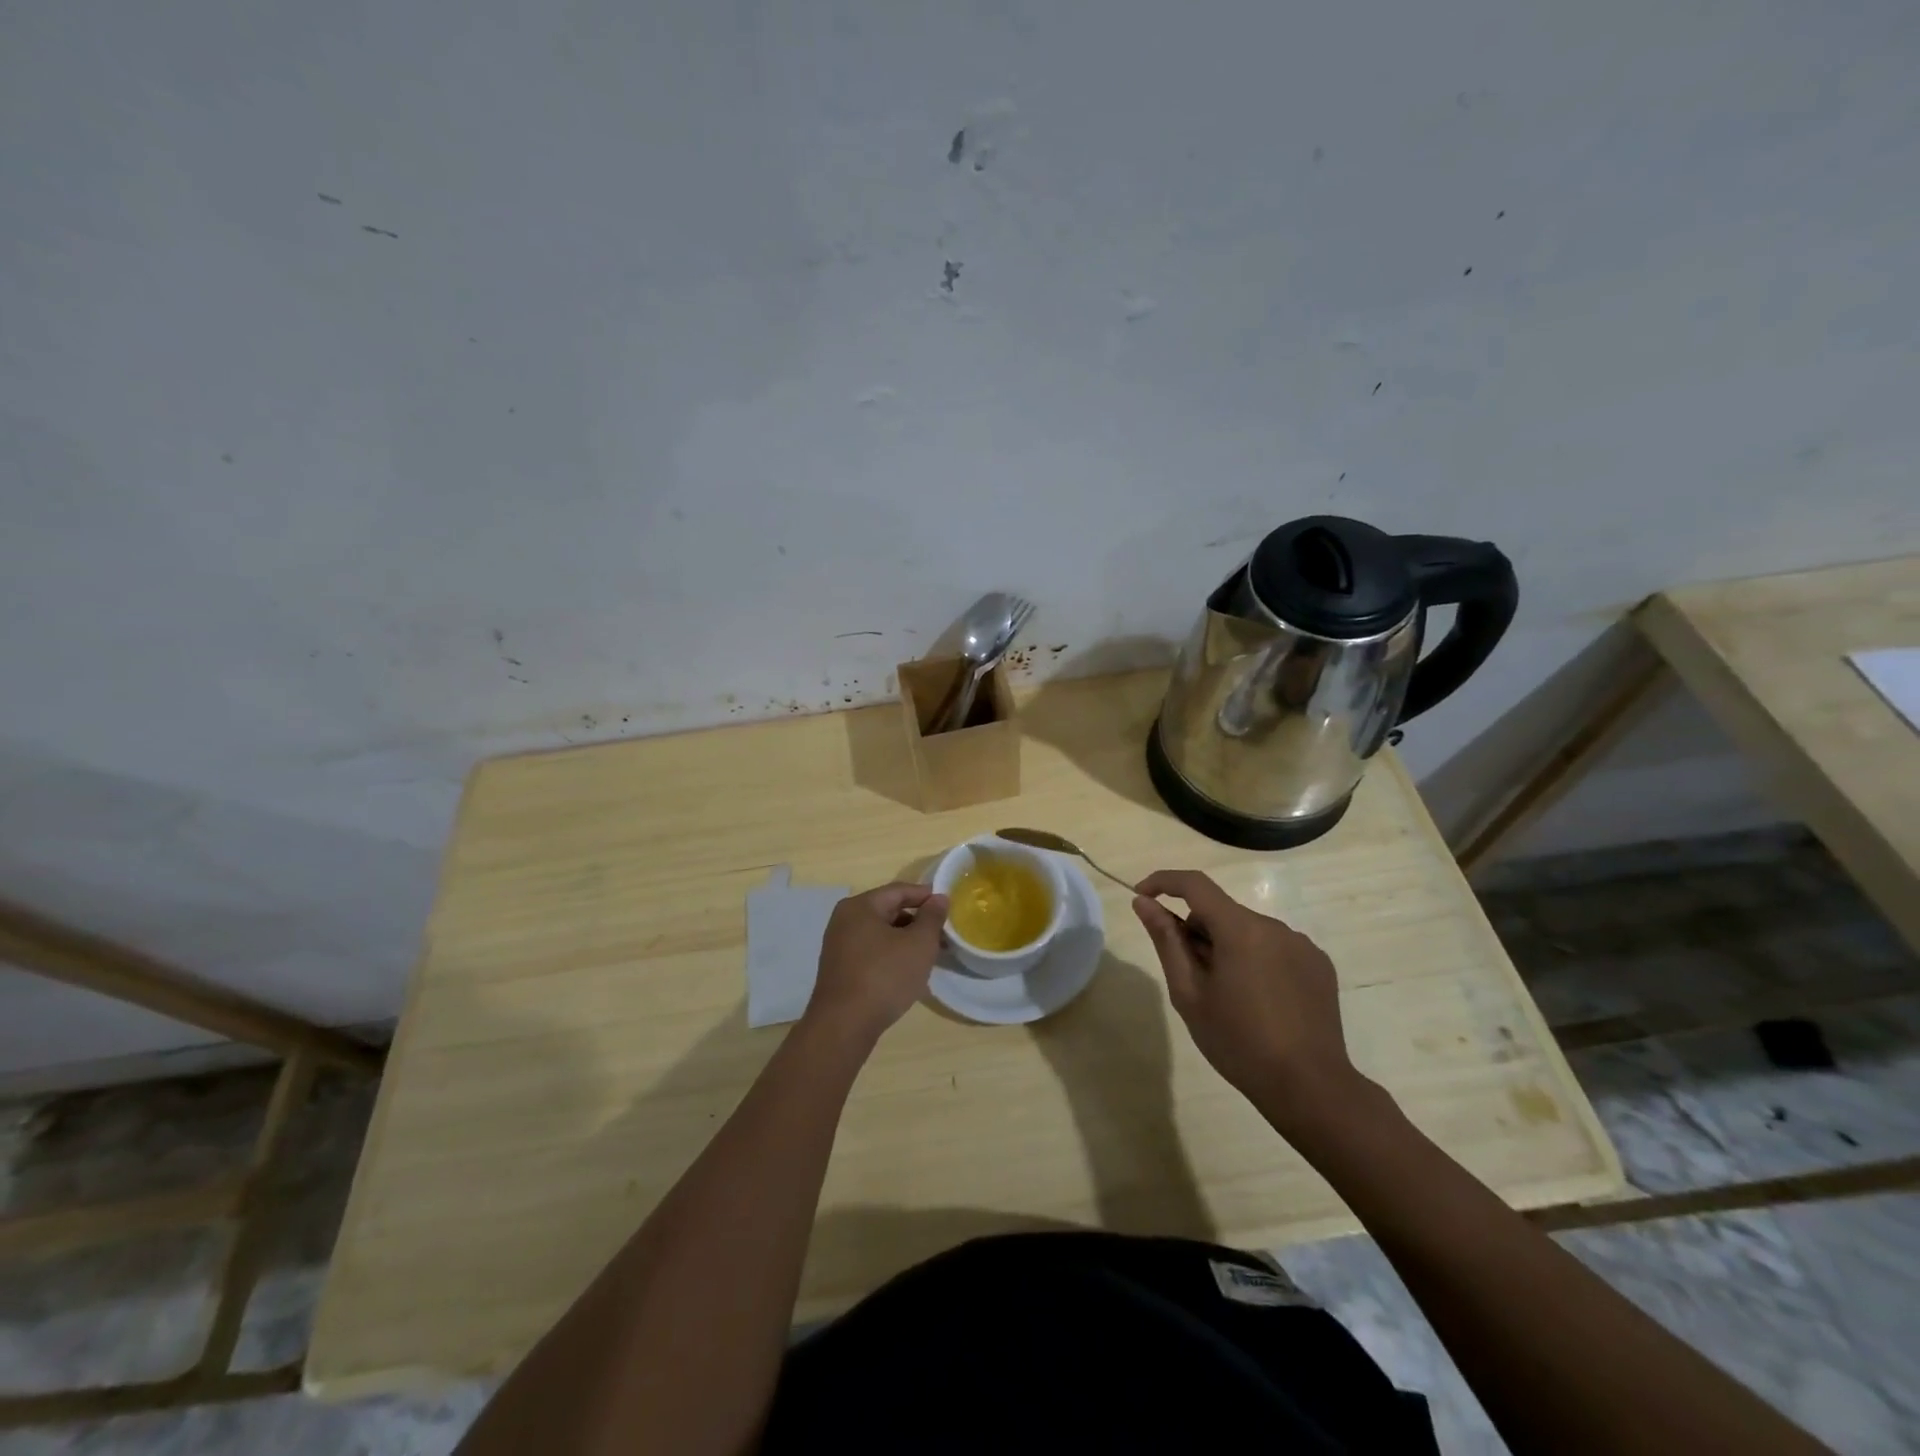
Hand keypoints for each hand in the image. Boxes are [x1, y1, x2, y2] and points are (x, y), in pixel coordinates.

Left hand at [805, 882, 948, 1043]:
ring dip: (906, 940)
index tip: (949, 906)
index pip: (899, 890)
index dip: (926, 895)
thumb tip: (939, 898)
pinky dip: (892, 955)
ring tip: (930, 955)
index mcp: (860, 906)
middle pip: (888, 910)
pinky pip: (871, 952)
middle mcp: (844, 920)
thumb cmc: (884, 976)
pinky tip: (908, 971)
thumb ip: (932, 917)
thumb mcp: (919, 944)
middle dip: (917, 920)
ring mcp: (839, 946)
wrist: (844, 1026)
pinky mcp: (840, 969)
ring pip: (881, 934)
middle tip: (943, 934)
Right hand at [1132, 870, 1359, 1127]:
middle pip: (1221, 912)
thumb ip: (1166, 940)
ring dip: (1227, 947)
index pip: (1195, 885)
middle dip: (1197, 931)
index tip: (1142, 896)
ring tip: (1227, 996)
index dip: (1163, 882)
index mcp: (1241, 929)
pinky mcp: (1319, 965)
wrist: (1310, 1088)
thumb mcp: (1189, 993)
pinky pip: (1274, 947)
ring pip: (1248, 930)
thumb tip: (1143, 903)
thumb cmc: (1238, 1042)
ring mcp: (1301, 944)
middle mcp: (1275, 926)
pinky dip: (1256, 960)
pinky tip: (1259, 1001)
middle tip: (1188, 976)